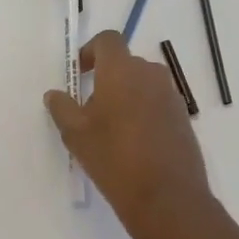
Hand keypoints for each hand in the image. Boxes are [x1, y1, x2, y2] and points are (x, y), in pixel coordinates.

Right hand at [44, 30, 214, 238]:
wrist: (167, 198)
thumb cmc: (114, 158)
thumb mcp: (75, 134)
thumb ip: (62, 107)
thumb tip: (55, 94)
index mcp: (122, 70)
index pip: (108, 40)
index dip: (91, 51)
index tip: (80, 74)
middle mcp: (151, 74)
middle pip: (125, 63)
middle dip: (107, 79)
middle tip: (90, 110)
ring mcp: (171, 96)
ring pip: (143, 84)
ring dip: (125, 96)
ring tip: (111, 130)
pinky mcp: (183, 118)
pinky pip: (158, 103)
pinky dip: (143, 112)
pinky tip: (133, 144)